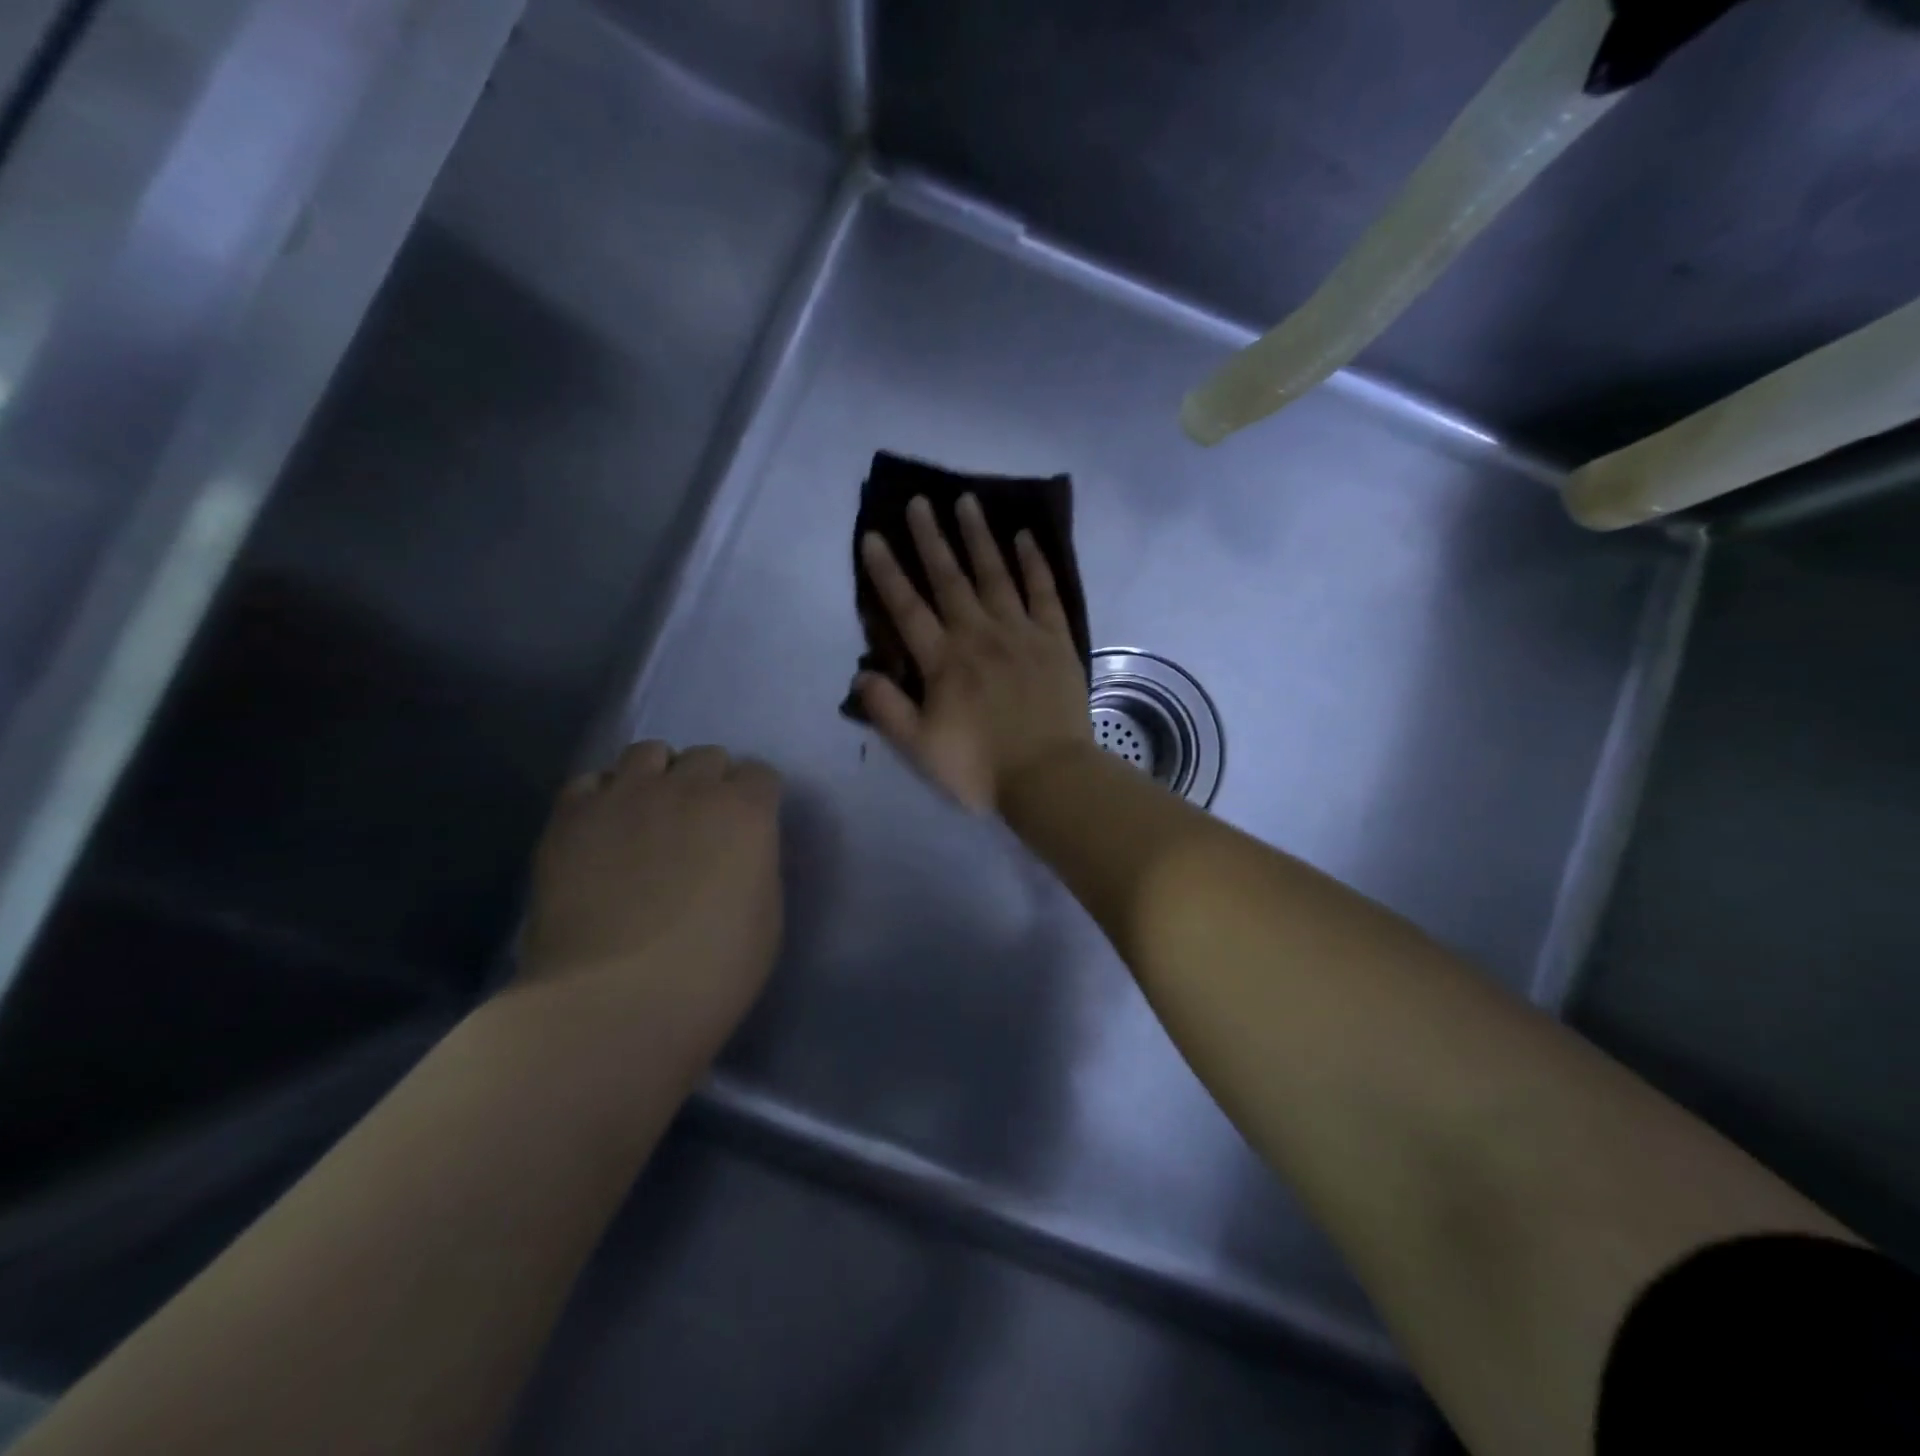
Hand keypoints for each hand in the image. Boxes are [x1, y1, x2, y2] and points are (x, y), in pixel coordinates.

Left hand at [520, 743, 783, 1062]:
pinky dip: (602, 796)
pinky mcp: (571, 817)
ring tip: (648, 815)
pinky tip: (602, 830)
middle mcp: (689, 787)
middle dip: (709, 782)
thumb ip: (757, 865)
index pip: (760, 775)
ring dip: (657, 777)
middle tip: (699, 824)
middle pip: (707, 756)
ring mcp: (626, 796)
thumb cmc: (712, 972)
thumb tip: (741, 851)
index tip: (749, 828)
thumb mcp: (767, 917)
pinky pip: (590, 782)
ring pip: (648, 752)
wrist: (614, 1002)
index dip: (756, 799)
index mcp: (746, 811)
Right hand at [856, 494, 1091, 812]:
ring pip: (995, 575)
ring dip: (979, 537)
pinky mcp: (1055, 639)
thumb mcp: (920, 749)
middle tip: (919, 502)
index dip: (887, 572)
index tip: (873, 536)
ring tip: (967, 501)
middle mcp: (979, 635)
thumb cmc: (980, 768)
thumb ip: (888, 710)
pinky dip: (1034, 563)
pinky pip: (1044, 592)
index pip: (907, 608)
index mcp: (943, 662)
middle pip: (950, 579)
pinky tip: (1025, 537)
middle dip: (931, 539)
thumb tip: (861, 674)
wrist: (1049, 777)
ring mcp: (1020, 633)